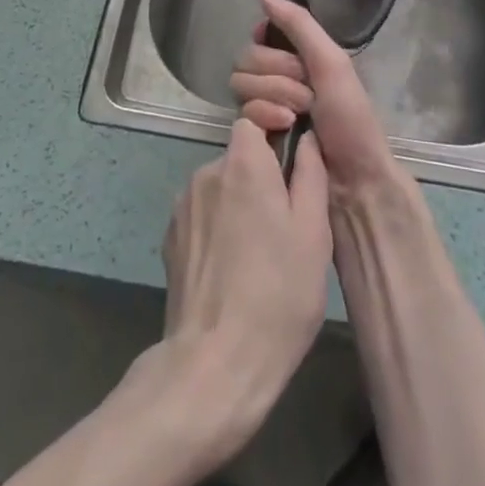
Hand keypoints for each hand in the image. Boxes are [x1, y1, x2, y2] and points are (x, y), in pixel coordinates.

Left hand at [159, 117, 331, 460]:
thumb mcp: (313, 233)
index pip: (254, 120)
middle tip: (285, 222)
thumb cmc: (277, 295)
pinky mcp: (171, 237)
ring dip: (239, 204)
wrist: (214, 364)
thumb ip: (310, 173)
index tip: (292, 162)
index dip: (274, 132)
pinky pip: (203, 215)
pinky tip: (233, 269)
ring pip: (221, 187)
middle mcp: (206, 171)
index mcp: (242, 162)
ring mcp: (183, 205)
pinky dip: (219, 228)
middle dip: (261, 177)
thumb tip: (307, 138)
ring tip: (259, 253)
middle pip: (239, 156)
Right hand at [230, 0, 398, 202]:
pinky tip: (284, 129)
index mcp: (298, 59)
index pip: (259, 37)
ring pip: (241, 84)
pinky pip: (241, 113)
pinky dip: (264, 116)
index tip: (284, 52)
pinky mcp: (256, 138)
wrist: (354, 181)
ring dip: (274, 96)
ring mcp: (265, 109)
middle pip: (247, 59)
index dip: (268, 43)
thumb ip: (297, 23)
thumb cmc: (351, 118)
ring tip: (298, 116)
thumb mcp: (331, 62)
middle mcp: (277, 79)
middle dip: (279, 75)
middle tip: (308, 95)